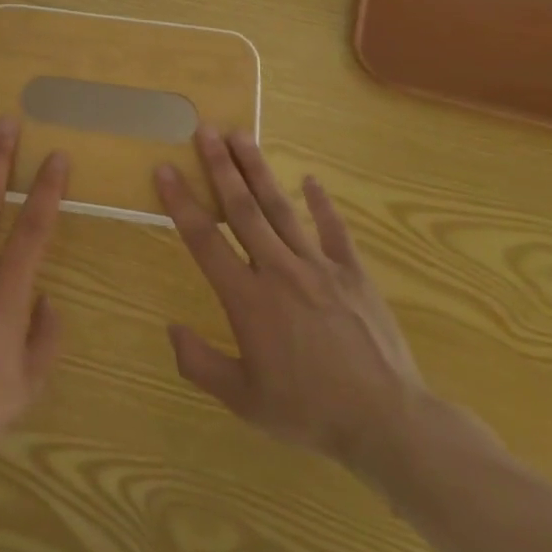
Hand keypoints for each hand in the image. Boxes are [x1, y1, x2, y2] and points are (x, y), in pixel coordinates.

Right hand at [157, 126, 429, 489]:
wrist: (387, 422)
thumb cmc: (309, 411)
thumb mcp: (244, 400)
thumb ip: (201, 363)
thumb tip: (171, 329)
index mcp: (247, 298)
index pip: (204, 239)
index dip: (181, 201)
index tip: (165, 168)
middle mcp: (278, 269)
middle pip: (242, 208)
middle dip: (220, 166)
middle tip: (206, 129)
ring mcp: (319, 266)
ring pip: (281, 207)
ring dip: (258, 170)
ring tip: (242, 135)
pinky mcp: (353, 272)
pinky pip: (334, 229)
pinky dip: (322, 203)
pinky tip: (311, 179)